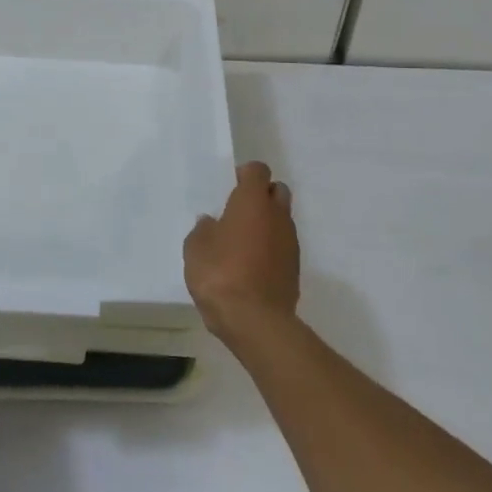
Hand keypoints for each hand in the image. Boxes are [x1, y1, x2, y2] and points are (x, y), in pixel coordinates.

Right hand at [184, 161, 298, 347]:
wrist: (255, 321)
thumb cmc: (220, 274)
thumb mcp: (196, 248)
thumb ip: (203, 230)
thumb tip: (211, 223)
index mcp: (253, 201)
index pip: (258, 170)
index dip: (245, 174)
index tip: (230, 187)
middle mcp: (277, 215)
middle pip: (277, 191)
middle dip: (262, 195)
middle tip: (238, 212)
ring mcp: (290, 242)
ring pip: (282, 219)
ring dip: (267, 223)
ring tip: (243, 242)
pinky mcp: (295, 268)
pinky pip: (283, 246)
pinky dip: (271, 248)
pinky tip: (252, 266)